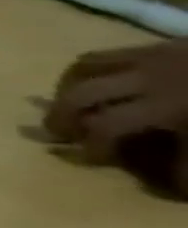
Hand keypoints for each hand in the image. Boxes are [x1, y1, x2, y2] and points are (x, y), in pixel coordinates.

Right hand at [44, 39, 187, 190]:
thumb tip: (160, 181)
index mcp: (170, 108)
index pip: (107, 127)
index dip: (92, 146)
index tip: (90, 160)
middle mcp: (149, 80)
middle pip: (81, 96)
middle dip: (62, 116)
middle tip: (57, 134)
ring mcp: (150, 59)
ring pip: (82, 70)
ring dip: (67, 90)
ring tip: (67, 107)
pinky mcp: (157, 46)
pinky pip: (104, 56)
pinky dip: (87, 71)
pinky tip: (93, 84)